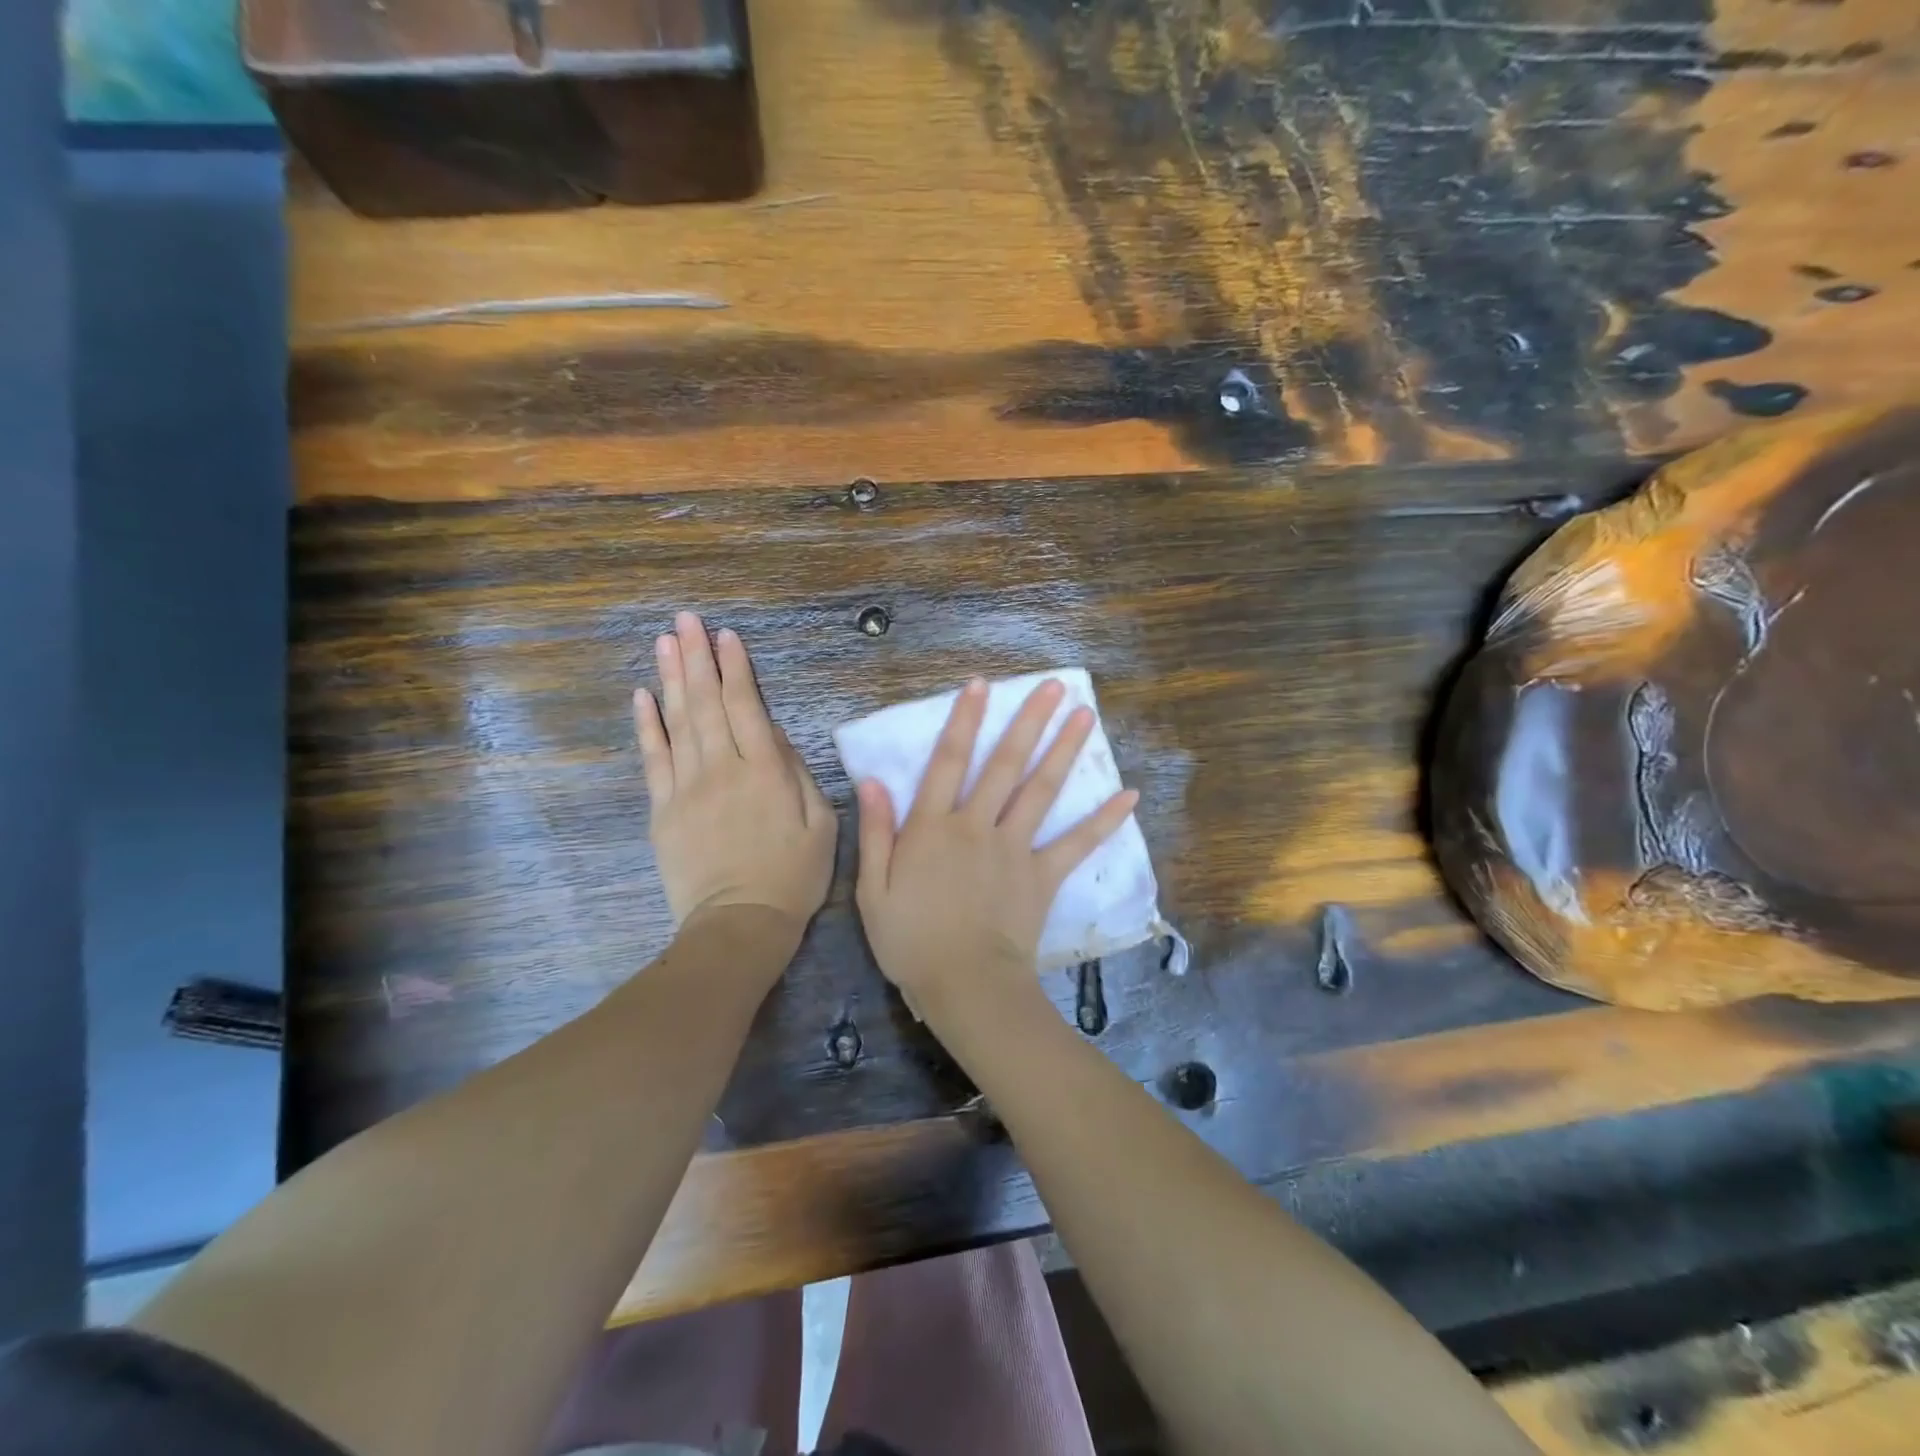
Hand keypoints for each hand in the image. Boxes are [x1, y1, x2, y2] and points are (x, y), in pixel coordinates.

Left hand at [634, 613, 835, 937]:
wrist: (739, 924)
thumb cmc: (792, 876)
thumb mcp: (820, 825)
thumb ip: (797, 773)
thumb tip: (772, 734)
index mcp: (764, 771)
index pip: (746, 707)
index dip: (736, 669)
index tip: (726, 636)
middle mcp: (722, 769)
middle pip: (707, 703)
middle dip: (697, 657)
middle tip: (686, 619)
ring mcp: (687, 788)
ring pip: (678, 722)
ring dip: (671, 678)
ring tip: (664, 641)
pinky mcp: (663, 810)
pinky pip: (653, 759)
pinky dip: (648, 725)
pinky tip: (643, 696)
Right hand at [854, 676, 1138, 1021]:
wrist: (965, 986)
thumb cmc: (910, 941)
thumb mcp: (873, 889)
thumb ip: (875, 832)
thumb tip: (873, 781)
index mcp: (933, 828)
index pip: (948, 762)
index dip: (963, 720)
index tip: (981, 685)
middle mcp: (977, 826)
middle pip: (1005, 764)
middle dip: (1028, 721)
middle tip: (1053, 686)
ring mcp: (1014, 848)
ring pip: (1041, 790)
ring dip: (1064, 750)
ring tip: (1085, 715)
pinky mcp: (1042, 875)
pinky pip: (1076, 844)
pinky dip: (1102, 820)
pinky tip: (1129, 795)